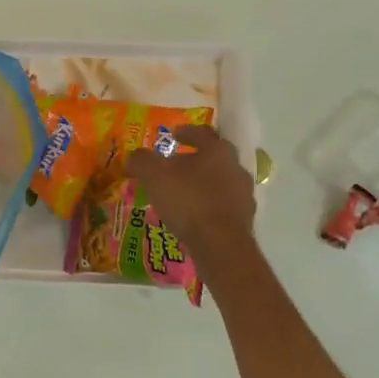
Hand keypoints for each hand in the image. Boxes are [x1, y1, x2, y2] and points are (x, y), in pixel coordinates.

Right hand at [126, 125, 258, 263]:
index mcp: (218, 151)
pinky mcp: (245, 219)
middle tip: (175, 165)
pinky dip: (208, 206)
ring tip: (182, 193)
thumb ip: (142, 161)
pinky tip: (194, 216)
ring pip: (220, 182)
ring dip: (203, 184)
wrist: (221, 245)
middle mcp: (236, 168)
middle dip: (195, 159)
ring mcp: (244, 195)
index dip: (186, 132)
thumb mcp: (155, 176)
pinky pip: (223, 206)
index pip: (202, 133)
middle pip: (214, 158)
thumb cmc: (188, 201)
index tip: (174, 135)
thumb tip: (134, 157)